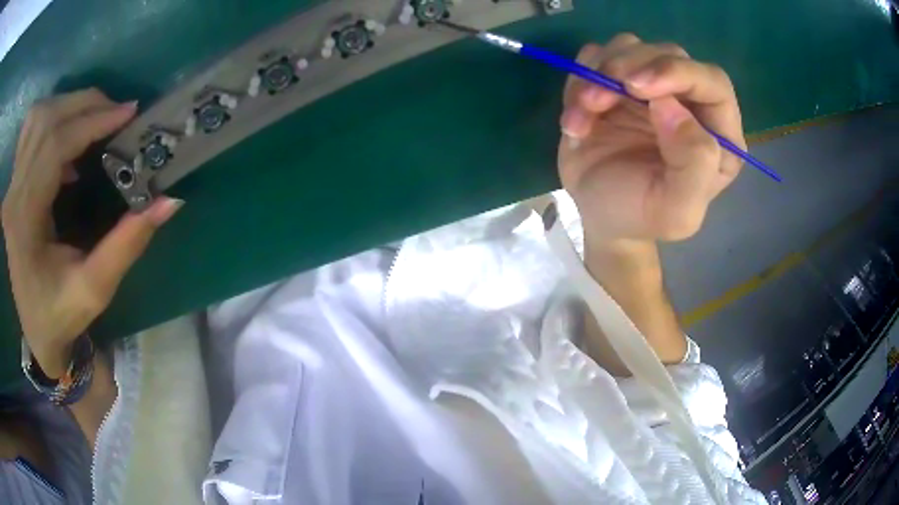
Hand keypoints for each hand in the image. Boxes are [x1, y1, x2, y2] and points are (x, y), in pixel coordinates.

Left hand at [2, 89, 181, 377]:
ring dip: (68, 106)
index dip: (92, 122)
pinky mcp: (13, 184)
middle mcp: (13, 196)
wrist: (36, 331)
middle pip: (45, 120)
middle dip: (85, 105)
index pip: (53, 145)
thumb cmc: (61, 316)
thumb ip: (127, 244)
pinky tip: (66, 136)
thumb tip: (169, 200)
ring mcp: (11, 187)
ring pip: (37, 117)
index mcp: (24, 221)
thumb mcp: (95, 289)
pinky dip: (51, 117)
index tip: (128, 114)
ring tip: (94, 119)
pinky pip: (30, 129)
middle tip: (117, 113)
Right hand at [558, 34, 744, 245]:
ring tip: (584, 113)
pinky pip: (596, 57)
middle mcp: (689, 102)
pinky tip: (577, 117)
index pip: (713, 82)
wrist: (600, 214)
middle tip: (597, 99)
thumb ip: (692, 166)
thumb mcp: (676, 212)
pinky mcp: (616, 82)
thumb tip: (670, 106)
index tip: (638, 88)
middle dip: (630, 68)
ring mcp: (651, 88)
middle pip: (668, 54)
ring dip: (599, 73)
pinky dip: (580, 78)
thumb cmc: (641, 215)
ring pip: (630, 47)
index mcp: (718, 133)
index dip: (679, 74)